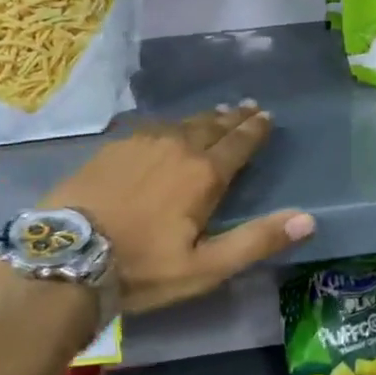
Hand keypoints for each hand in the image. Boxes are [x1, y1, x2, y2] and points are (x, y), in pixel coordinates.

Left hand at [41, 102, 314, 314]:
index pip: (239, 143)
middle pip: (213, 126)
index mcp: (204, 174)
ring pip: (182, 123)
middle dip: (234, 117)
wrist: (67, 256)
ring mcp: (142, 142)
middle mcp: (178, 147)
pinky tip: (167, 127)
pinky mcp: (114, 146)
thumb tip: (308, 219)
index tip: (267, 116)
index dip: (255, 129)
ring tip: (216, 113)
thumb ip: (256, 240)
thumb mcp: (205, 267)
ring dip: (204, 118)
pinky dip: (170, 125)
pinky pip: (152, 127)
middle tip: (247, 106)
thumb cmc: (142, 267)